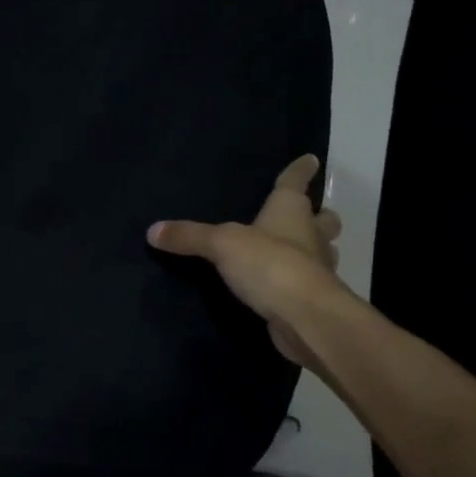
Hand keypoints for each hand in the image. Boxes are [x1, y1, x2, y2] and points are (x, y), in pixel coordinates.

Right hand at [147, 154, 349, 365]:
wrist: (304, 317)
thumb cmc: (270, 265)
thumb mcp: (222, 245)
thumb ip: (189, 237)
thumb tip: (152, 230)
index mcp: (291, 211)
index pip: (294, 182)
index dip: (300, 170)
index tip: (311, 159)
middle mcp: (310, 235)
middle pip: (323, 220)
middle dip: (319, 216)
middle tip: (309, 215)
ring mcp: (317, 269)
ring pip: (322, 252)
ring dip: (314, 250)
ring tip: (295, 251)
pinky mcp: (313, 299)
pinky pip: (307, 283)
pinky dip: (299, 281)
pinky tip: (283, 286)